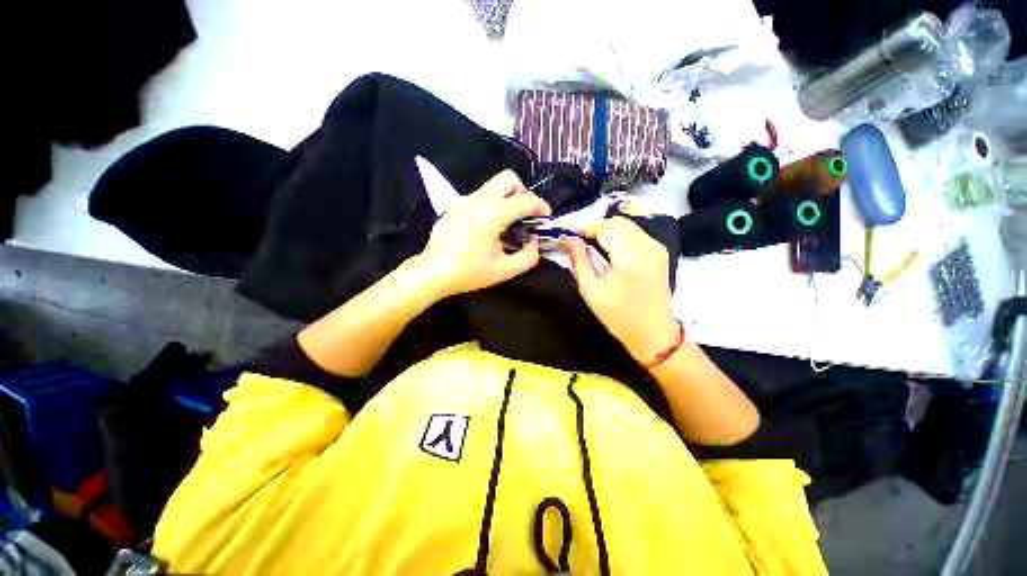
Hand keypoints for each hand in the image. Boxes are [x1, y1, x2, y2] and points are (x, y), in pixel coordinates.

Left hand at [418, 169, 550, 297]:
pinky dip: (493, 205)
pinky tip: (489, 228)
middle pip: (507, 178)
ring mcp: (463, 200)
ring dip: (507, 199)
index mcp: (489, 216)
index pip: (524, 199)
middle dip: (522, 193)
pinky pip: (481, 196)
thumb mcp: (503, 271)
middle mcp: (476, 200)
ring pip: (493, 186)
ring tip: (508, 224)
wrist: (432, 272)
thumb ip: (528, 257)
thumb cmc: (468, 273)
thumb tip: (534, 241)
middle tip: (524, 216)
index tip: (545, 218)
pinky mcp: (455, 205)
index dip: (540, 206)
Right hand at [564, 217, 679, 363]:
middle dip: (596, 227)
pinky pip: (635, 234)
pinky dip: (619, 236)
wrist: (653, 333)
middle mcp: (648, 246)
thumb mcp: (591, 290)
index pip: (605, 227)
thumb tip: (568, 240)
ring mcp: (657, 248)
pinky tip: (609, 251)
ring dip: (607, 231)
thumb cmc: (619, 316)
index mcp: (631, 257)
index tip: (569, 234)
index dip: (585, 227)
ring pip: (627, 225)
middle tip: (579, 242)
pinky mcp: (660, 252)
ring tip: (592, 246)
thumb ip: (579, 261)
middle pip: (618, 222)